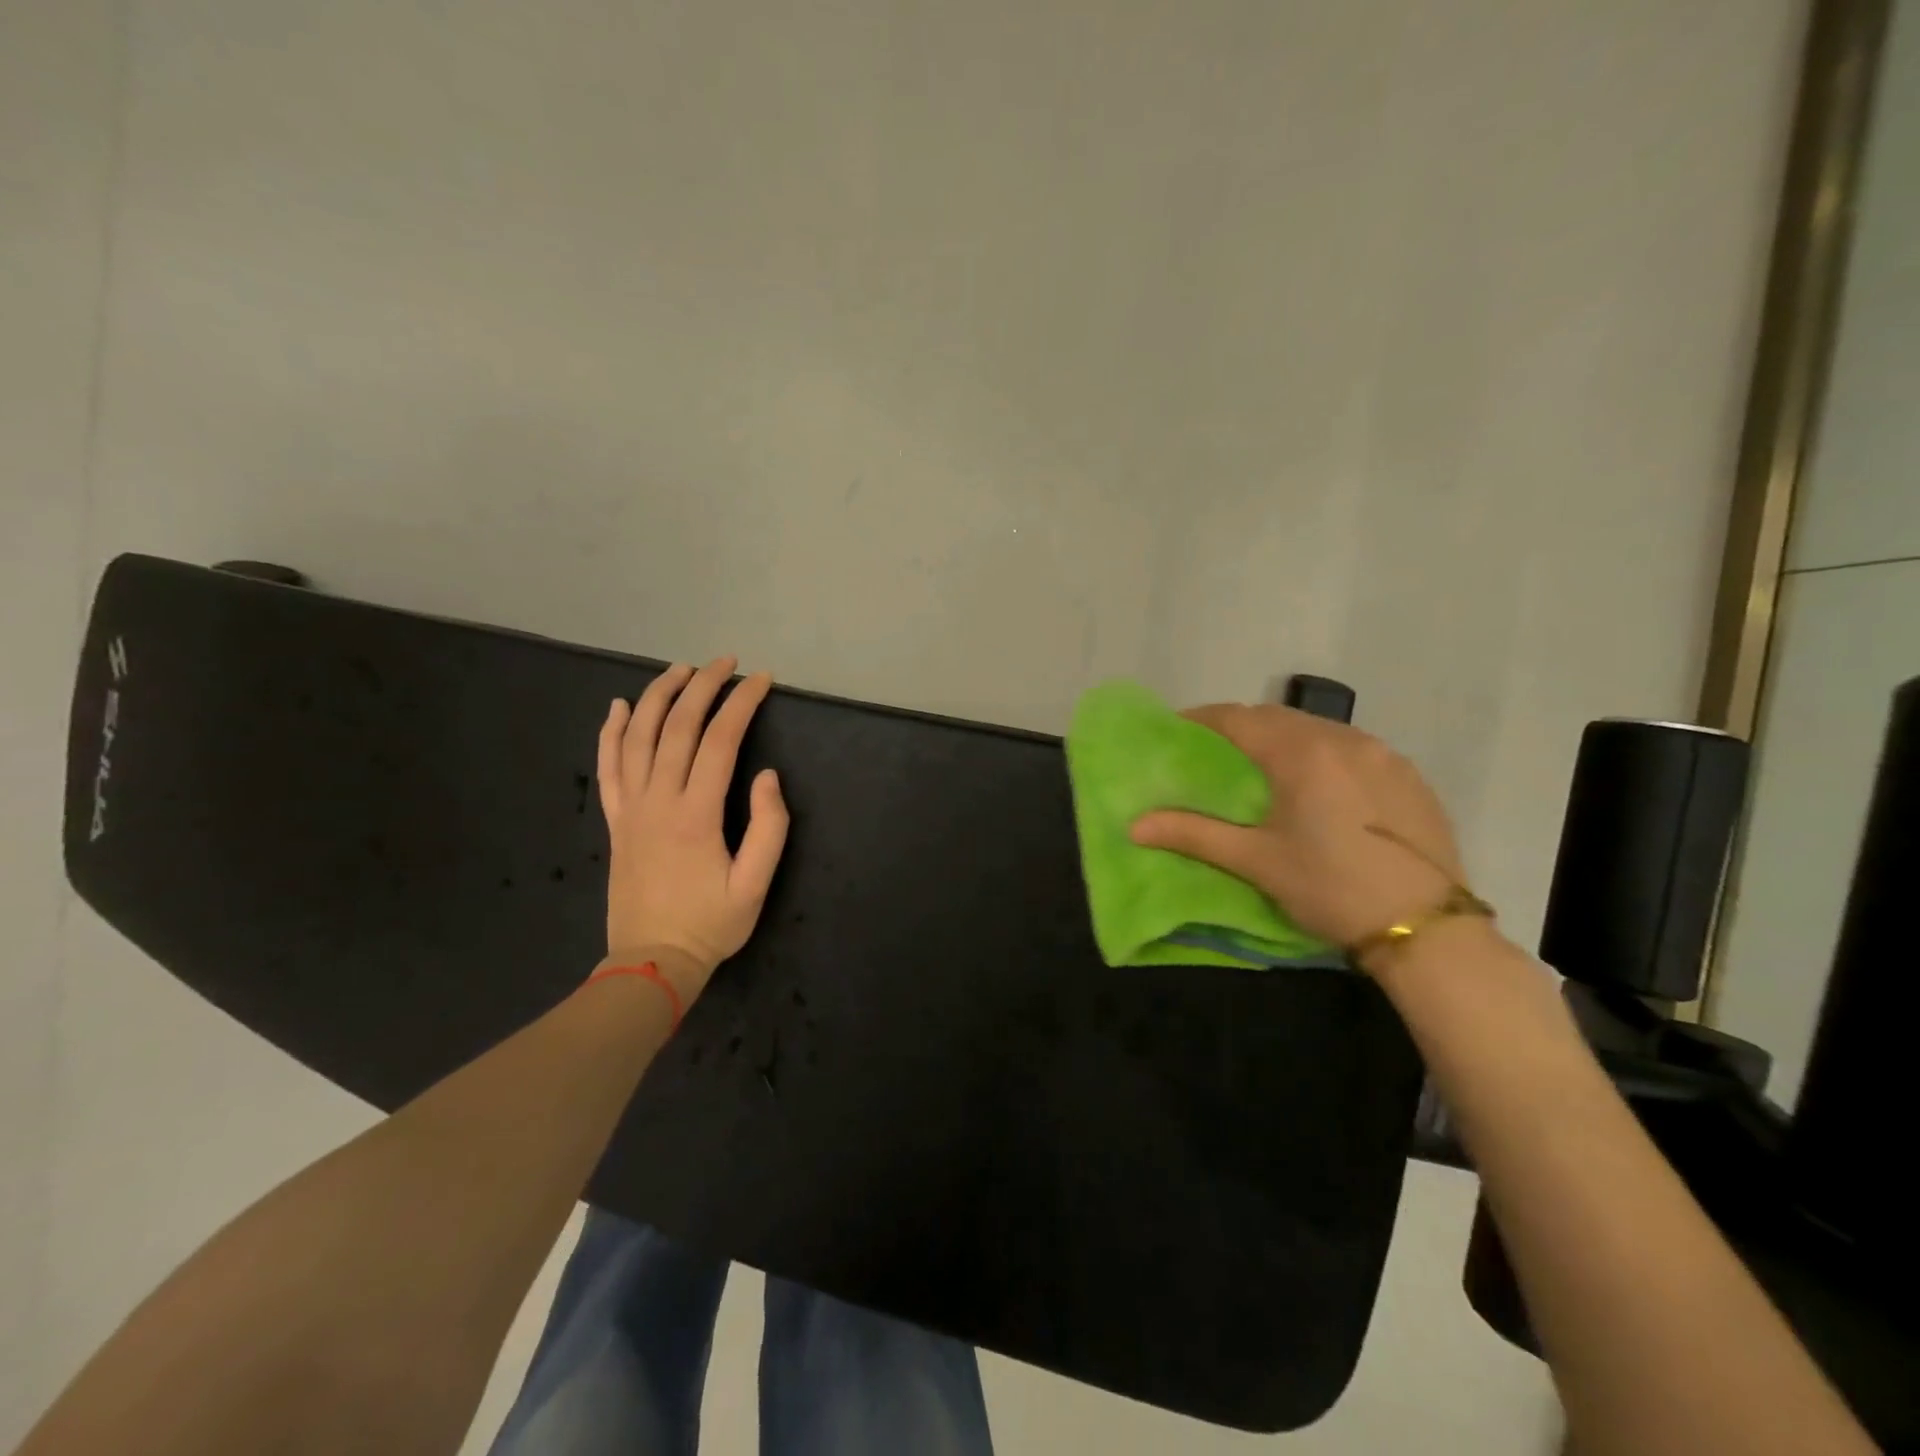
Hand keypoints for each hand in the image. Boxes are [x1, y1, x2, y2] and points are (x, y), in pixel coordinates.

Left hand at [596, 656, 788, 1001]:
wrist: (651, 963)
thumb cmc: (711, 925)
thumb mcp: (755, 884)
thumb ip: (769, 827)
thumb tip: (766, 775)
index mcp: (696, 814)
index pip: (720, 741)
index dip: (742, 704)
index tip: (762, 680)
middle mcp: (658, 801)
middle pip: (675, 728)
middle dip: (702, 687)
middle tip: (725, 662)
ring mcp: (631, 809)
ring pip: (637, 738)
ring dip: (657, 697)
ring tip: (679, 669)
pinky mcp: (616, 822)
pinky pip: (608, 767)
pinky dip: (611, 733)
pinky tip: (618, 707)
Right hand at [1130, 703, 1468, 962]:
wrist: (1429, 929)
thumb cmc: (1330, 888)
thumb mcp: (1256, 861)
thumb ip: (1193, 834)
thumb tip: (1133, 826)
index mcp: (1301, 754)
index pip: (1239, 717)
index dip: (1202, 719)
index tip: (1177, 730)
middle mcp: (1344, 740)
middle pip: (1278, 717)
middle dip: (1241, 727)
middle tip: (1214, 752)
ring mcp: (1383, 754)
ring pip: (1318, 729)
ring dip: (1284, 737)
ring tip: (1264, 767)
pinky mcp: (1409, 775)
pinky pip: (1353, 747)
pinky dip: (1323, 753)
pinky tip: (1320, 786)